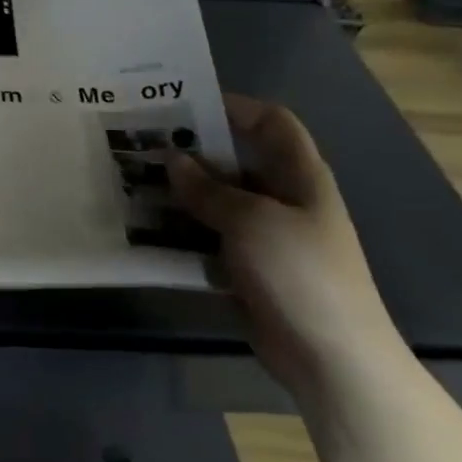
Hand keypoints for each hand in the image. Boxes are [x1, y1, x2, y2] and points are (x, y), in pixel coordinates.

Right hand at [169, 95, 410, 401]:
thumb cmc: (300, 273)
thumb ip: (208, 189)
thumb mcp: (252, 221)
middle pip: (233, 162)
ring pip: (214, 202)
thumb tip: (172, 159)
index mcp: (299, 177)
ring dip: (177, 195)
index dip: (234, 106)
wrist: (330, 356)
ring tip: (131, 184)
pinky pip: (206, 240)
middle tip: (139, 146)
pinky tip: (143, 231)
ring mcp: (263, 236)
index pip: (272, 123)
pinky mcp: (245, 269)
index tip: (183, 104)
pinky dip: (179, 234)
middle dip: (189, 153)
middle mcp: (282, 199)